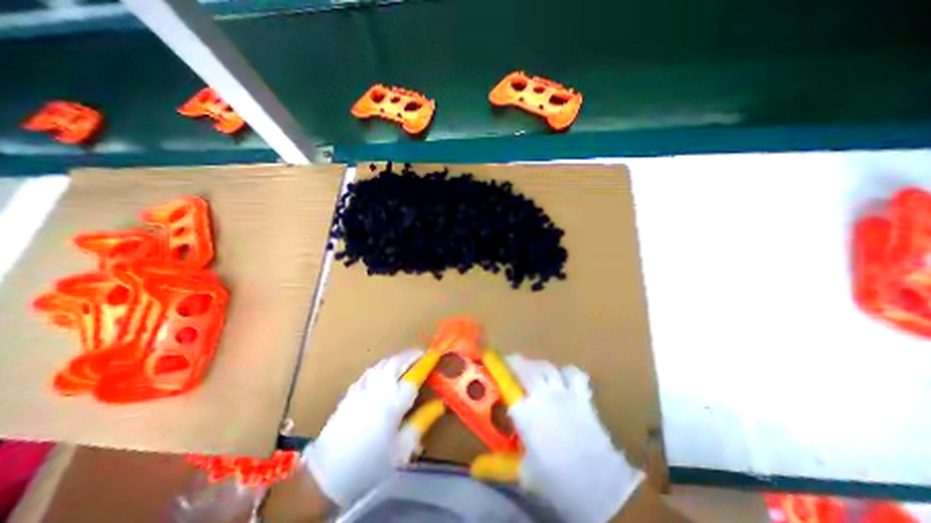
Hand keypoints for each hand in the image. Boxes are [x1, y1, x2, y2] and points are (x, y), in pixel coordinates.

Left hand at [303, 350, 424, 507]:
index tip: (435, 355)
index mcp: (394, 401)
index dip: (427, 362)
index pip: (415, 374)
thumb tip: (440, 404)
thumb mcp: (402, 447)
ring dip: (398, 358)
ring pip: (384, 362)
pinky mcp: (351, 390)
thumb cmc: (371, 463)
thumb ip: (422, 421)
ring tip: (406, 361)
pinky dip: (383, 366)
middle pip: (398, 361)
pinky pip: (372, 370)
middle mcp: (379, 387)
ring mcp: (363, 386)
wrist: (326, 474)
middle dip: (412, 355)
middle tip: (422, 356)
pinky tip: (384, 372)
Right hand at [506, 354, 645, 521]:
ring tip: (533, 372)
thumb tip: (475, 468)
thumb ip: (500, 465)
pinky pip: (573, 374)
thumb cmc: (558, 481)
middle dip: (515, 363)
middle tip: (510, 365)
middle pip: (526, 367)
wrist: (602, 487)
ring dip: (537, 366)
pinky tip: (563, 379)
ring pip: (547, 367)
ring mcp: (563, 393)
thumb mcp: (525, 474)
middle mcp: (541, 396)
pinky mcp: (582, 396)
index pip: (506, 384)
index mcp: (525, 413)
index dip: (497, 370)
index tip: (491, 363)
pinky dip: (567, 373)